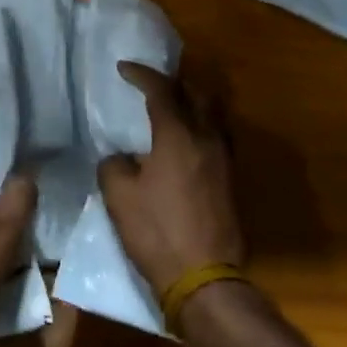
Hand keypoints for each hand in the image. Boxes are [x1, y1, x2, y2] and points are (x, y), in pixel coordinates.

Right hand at [96, 63, 243, 296]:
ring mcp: (225, 159)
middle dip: (174, 82)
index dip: (141, 74)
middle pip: (197, 93)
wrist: (205, 278)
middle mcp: (207, 138)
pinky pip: (218, 136)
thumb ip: (114, 165)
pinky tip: (187, 142)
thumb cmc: (157, 232)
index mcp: (178, 135)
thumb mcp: (119, 197)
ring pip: (213, 114)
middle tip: (152, 85)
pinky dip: (202, 127)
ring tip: (173, 108)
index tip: (123, 68)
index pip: (161, 90)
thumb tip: (120, 157)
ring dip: (193, 102)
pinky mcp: (232, 180)